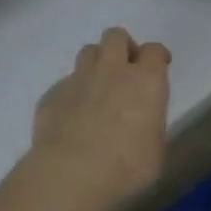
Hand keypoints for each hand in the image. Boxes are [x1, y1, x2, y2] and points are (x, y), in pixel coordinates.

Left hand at [29, 28, 170, 210]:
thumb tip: (142, 122)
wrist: (71, 174)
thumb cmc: (126, 167)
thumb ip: (150, 125)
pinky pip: (65, 83)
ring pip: (88, 52)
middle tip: (125, 69)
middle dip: (123, 47)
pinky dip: (73, 93)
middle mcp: (112, 70)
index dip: (157, 56)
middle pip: (116, 36)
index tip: (158, 65)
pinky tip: (72, 116)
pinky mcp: (52, 94)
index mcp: (145, 81)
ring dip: (96, 63)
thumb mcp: (155, 151)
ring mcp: (78, 79)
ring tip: (98, 87)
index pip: (154, 51)